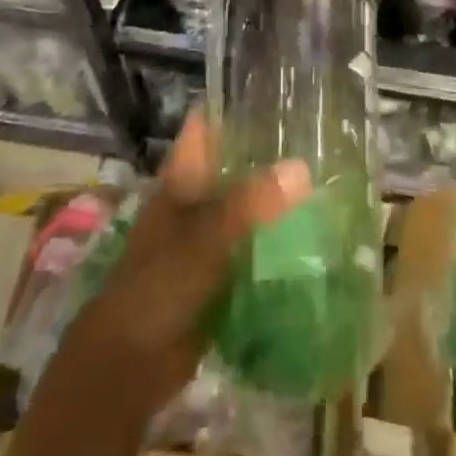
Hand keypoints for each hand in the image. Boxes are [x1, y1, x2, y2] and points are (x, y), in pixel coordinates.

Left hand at [57, 109, 310, 419]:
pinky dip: (276, 240)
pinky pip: (252, 246)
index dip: (236, 102)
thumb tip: (303, 168)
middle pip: (233, 161)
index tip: (280, 88)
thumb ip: (251, 203)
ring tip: (328, 179)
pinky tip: (313, 235)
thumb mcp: (205, 238)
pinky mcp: (218, 273)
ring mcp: (205, 236)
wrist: (128, 367)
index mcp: (182, 176)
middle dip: (270, 151)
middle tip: (320, 135)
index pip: (208, 122)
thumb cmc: (157, 286)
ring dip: (277, 197)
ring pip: (246, 203)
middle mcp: (194, 197)